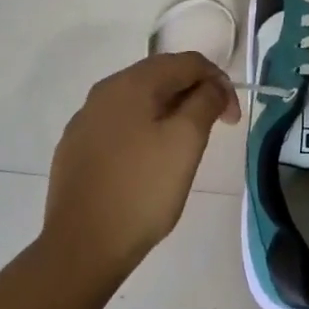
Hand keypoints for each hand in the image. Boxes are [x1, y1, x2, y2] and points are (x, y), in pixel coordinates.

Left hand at [43, 52, 239, 283]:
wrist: (82, 246)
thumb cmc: (142, 190)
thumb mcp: (186, 142)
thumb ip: (205, 102)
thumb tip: (211, 86)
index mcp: (132, 83)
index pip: (187, 62)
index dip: (219, 82)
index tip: (232, 119)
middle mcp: (104, 91)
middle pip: (161, 75)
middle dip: (195, 93)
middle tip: (215, 126)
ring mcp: (85, 119)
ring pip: (139, 100)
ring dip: (170, 111)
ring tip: (185, 144)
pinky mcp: (76, 147)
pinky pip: (119, 124)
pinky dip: (144, 129)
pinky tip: (149, 159)